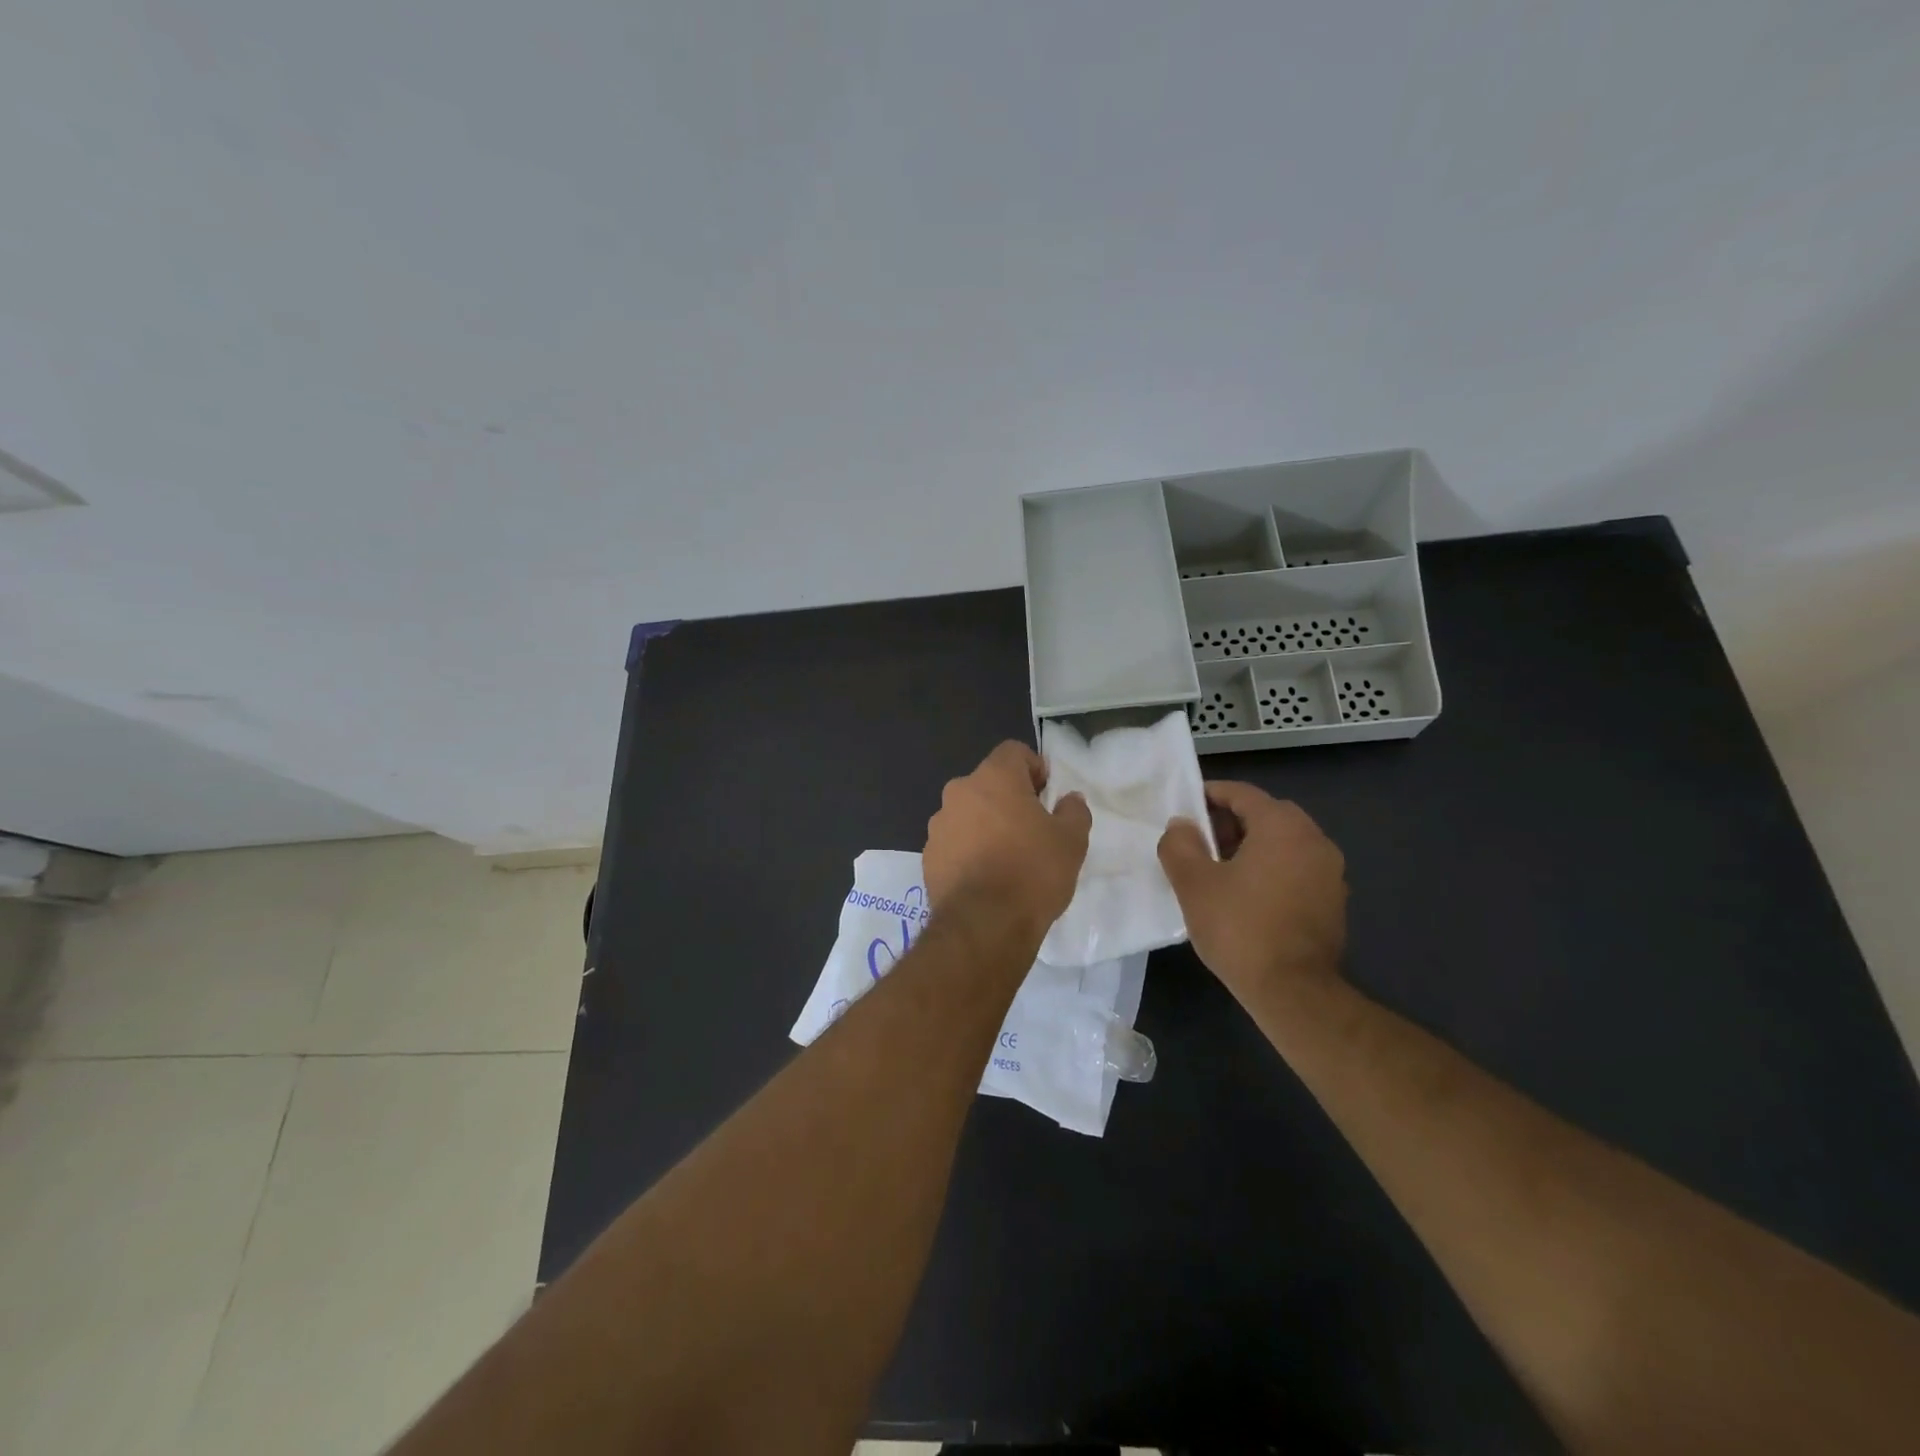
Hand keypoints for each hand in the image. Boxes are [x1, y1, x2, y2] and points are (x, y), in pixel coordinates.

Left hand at [924, 741, 1090, 933]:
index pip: (1013, 752)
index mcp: (993, 778)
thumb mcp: (1071, 841)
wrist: (984, 925)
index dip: (1034, 768)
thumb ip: (1073, 811)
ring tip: (1008, 858)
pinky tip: (986, 878)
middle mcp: (959, 793)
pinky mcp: (928, 857)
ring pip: (968, 813)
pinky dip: (969, 850)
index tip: (1047, 795)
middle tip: (1032, 829)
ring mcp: (938, 825)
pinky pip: (955, 842)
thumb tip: (1069, 800)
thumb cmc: (1032, 872)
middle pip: (988, 783)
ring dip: (986, 825)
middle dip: (1009, 799)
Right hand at [1157, 780, 1346, 1001]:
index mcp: (1282, 826)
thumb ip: (1180, 844)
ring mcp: (1330, 871)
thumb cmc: (1239, 928)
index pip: (1242, 794)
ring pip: (1284, 843)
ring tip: (1220, 871)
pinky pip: (1297, 868)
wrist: (1293, 991)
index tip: (1185, 807)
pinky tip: (1248, 896)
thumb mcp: (1193, 883)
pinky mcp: (1333, 901)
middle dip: (1230, 822)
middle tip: (1200, 842)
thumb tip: (1181, 825)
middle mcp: (1314, 839)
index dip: (1210, 795)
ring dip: (1252, 846)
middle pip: (1266, 815)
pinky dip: (1272, 869)